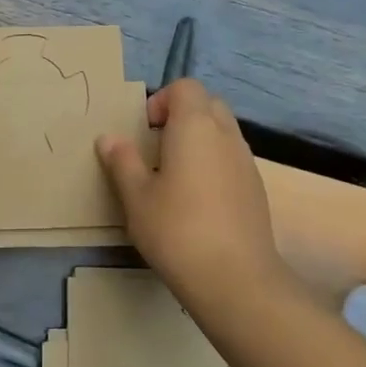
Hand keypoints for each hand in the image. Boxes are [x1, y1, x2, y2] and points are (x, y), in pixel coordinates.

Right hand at [96, 79, 287, 303]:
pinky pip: (232, 158)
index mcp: (195, 126)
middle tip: (157, 149)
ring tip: (174, 176)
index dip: (161, 100)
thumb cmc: (177, 230)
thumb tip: (109, 138)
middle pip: (207, 104)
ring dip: (199, 140)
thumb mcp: (136, 197)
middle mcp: (226, 135)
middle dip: (181, 116)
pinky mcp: (256, 189)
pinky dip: (214, 164)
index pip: (185, 87)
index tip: (144, 131)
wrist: (236, 279)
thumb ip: (122, 162)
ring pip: (222, 132)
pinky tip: (197, 201)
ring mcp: (246, 161)